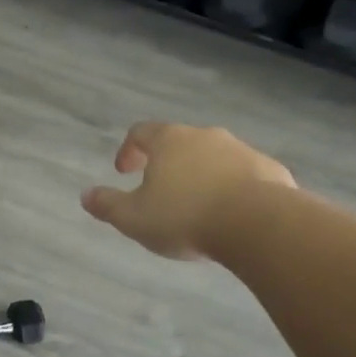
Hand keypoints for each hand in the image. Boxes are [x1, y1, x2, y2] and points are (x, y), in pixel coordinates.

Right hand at [81, 122, 296, 260]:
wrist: (258, 224)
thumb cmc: (185, 216)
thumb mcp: (134, 218)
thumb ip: (107, 205)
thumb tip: (85, 196)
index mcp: (169, 140)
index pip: (141, 132)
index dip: (129, 150)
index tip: (124, 172)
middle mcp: (206, 136)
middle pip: (180, 143)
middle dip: (167, 165)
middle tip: (160, 192)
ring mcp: (242, 150)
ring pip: (214, 159)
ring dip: (202, 177)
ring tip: (197, 209)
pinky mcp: (270, 170)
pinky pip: (244, 176)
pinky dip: (232, 189)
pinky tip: (231, 216)